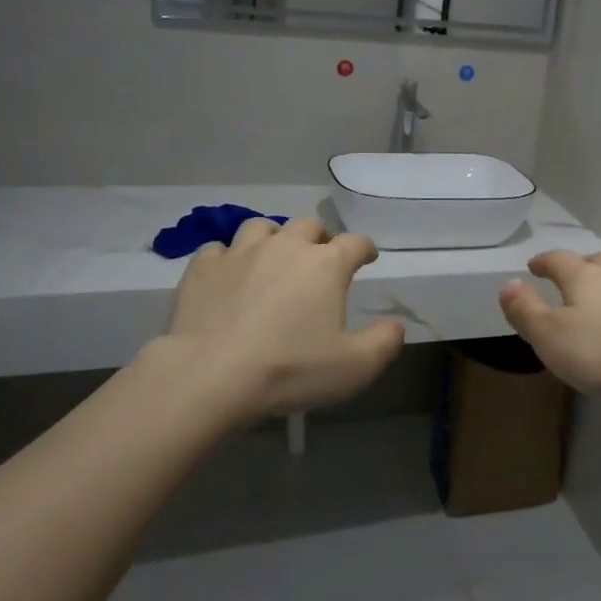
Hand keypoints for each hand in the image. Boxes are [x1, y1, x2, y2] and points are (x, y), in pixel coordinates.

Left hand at [154, 217, 405, 421]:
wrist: (210, 375)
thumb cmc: (290, 369)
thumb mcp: (354, 368)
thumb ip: (384, 343)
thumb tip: (396, 326)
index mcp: (326, 264)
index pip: (356, 242)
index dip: (365, 248)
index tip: (368, 258)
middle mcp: (286, 246)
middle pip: (309, 225)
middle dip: (319, 238)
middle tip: (319, 260)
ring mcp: (241, 252)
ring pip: (262, 227)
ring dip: (273, 239)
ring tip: (272, 259)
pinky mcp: (204, 267)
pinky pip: (218, 249)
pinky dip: (227, 259)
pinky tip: (228, 276)